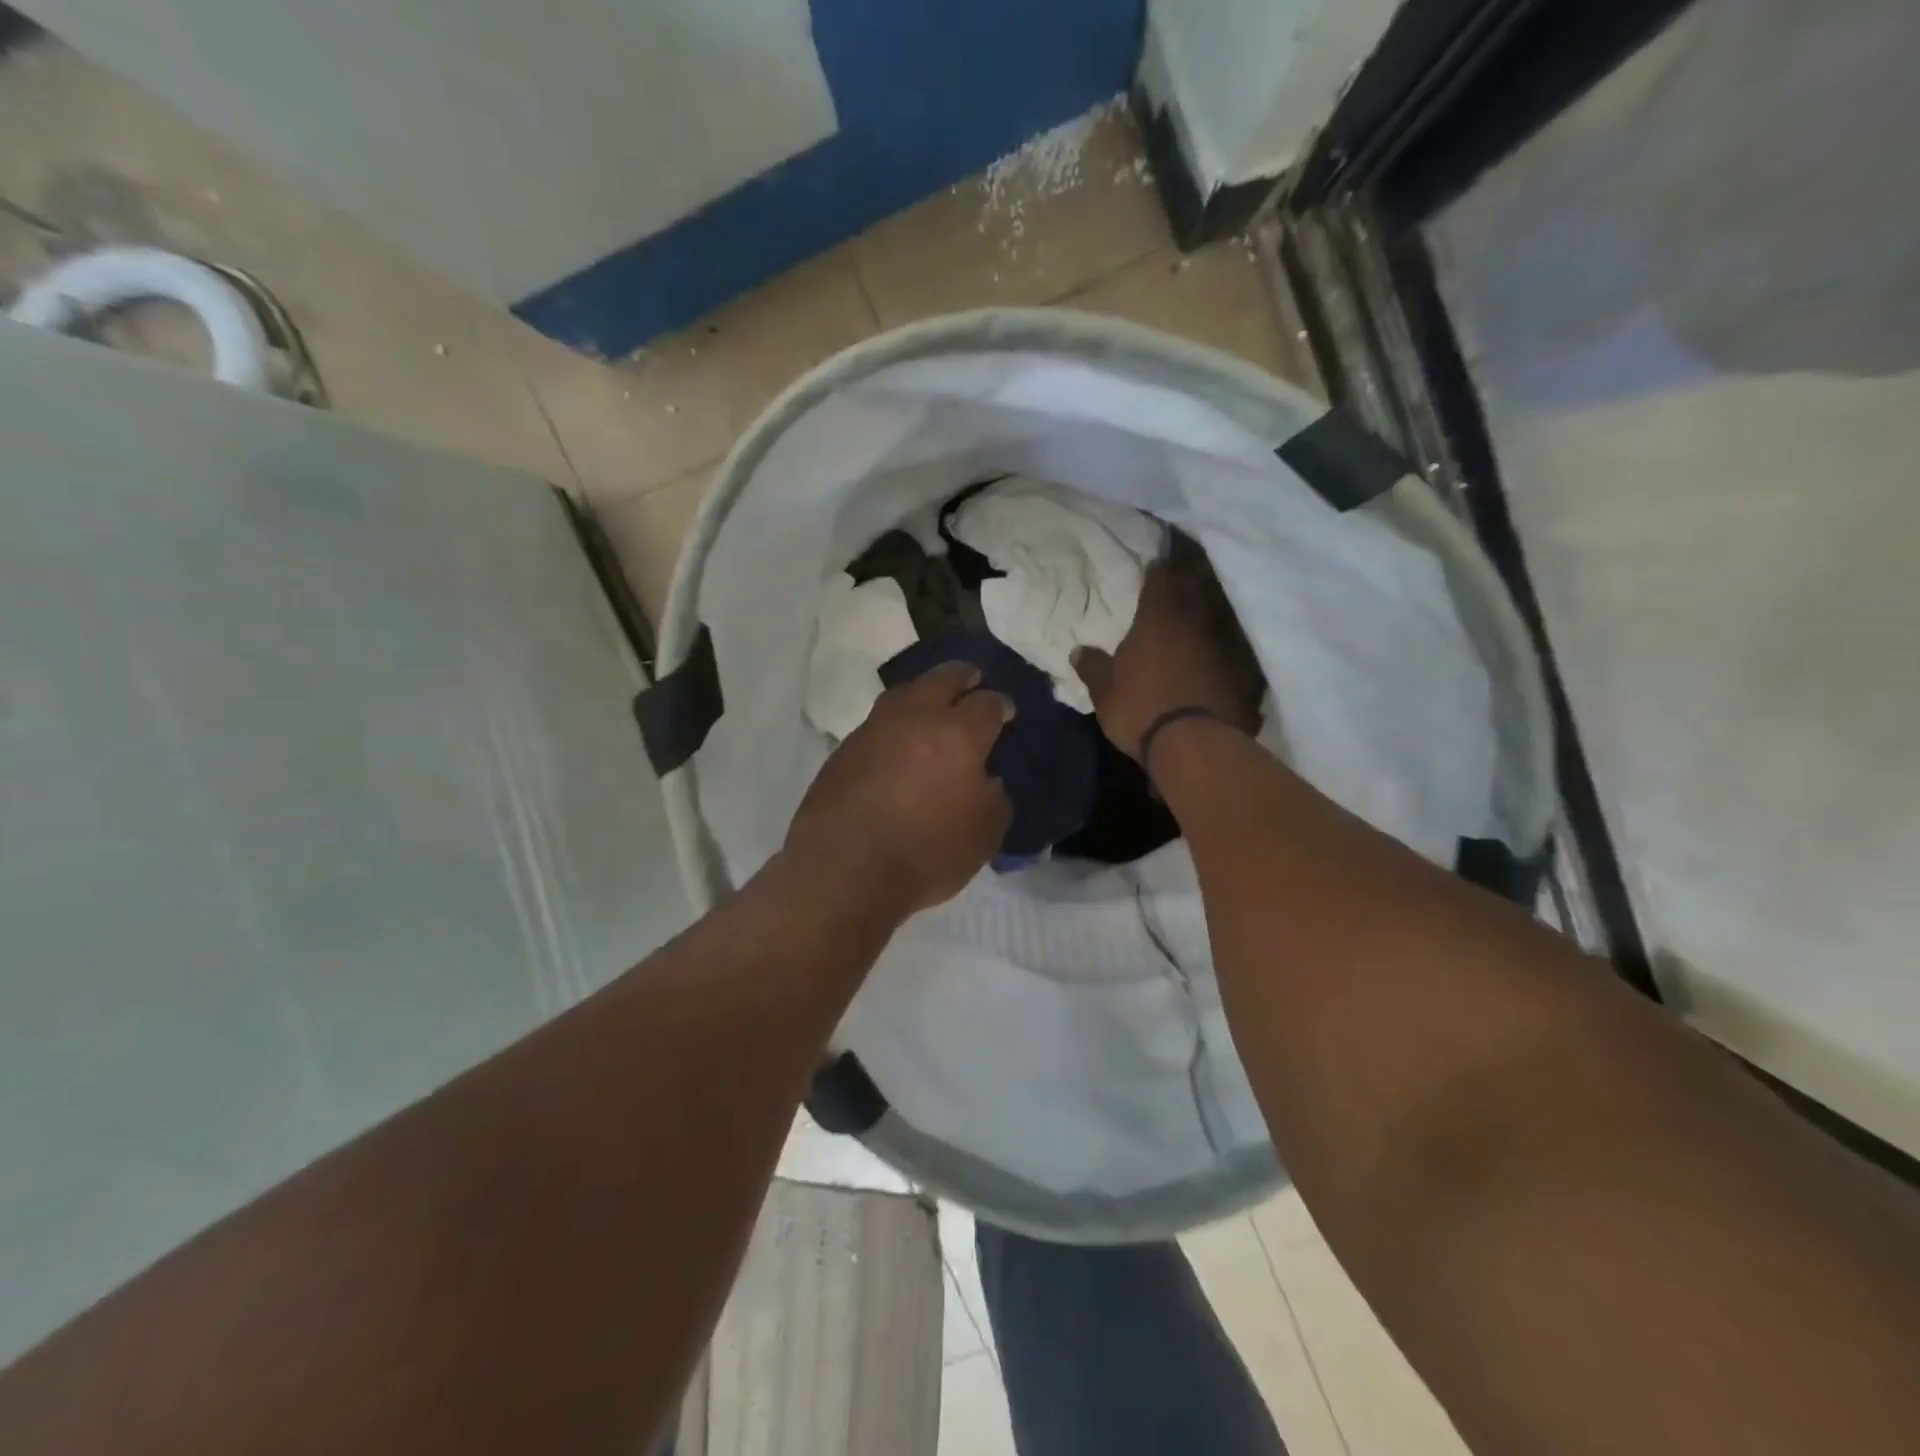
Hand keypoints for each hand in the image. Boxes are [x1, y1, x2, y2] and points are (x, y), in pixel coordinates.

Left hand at [786, 663, 1014, 917]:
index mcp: (959, 734)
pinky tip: (899, 739)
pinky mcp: (845, 747)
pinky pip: (879, 720)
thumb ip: (994, 797)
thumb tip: (986, 779)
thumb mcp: (984, 834)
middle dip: (963, 676)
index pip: (987, 703)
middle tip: (973, 680)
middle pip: (944, 677)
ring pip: (906, 691)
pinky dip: (897, 721)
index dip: (1000, 704)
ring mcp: (875, 728)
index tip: (1005, 711)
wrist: (845, 868)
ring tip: (933, 703)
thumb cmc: (926, 853)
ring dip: (925, 691)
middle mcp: (917, 717)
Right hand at [1071, 556, 1264, 763]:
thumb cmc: (1141, 711)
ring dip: (1216, 608)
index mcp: (1158, 618)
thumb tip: (1078, 650)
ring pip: (1223, 613)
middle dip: (1192, 577)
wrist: (1195, 746)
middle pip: (1198, 586)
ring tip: (1209, 606)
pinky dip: (1234, 645)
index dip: (1160, 568)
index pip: (1161, 577)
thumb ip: (1094, 668)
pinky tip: (1231, 650)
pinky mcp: (1247, 671)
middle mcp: (1195, 621)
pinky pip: (1241, 648)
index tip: (1159, 562)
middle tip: (1188, 571)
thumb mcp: (1105, 694)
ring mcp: (1226, 644)